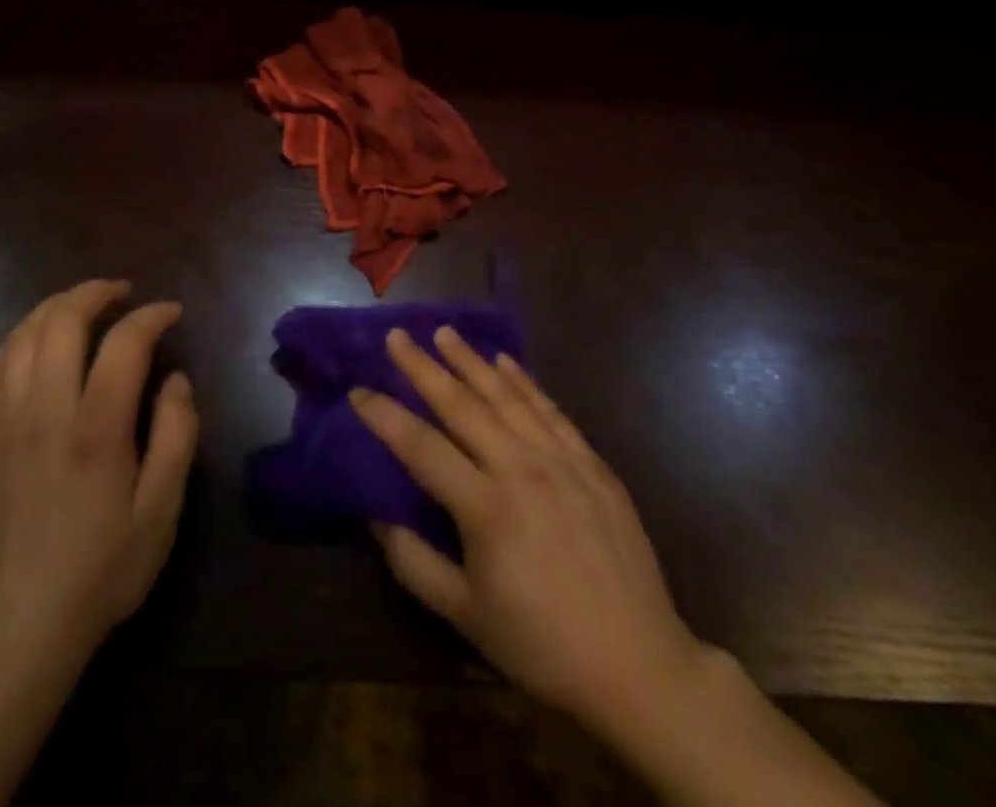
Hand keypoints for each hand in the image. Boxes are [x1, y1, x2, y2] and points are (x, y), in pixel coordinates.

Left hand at [0, 279, 197, 672]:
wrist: (25, 626)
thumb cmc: (104, 569)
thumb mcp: (162, 511)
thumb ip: (176, 436)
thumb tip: (176, 380)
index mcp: (96, 431)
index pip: (123, 344)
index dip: (151, 316)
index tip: (171, 313)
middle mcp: (47, 414)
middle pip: (62, 323)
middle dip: (95, 293)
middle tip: (123, 292)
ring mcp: (8, 425)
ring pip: (22, 338)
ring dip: (54, 308)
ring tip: (82, 304)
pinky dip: (14, 341)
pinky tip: (32, 341)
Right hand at [349, 328, 707, 733]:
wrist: (638, 664)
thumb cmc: (542, 644)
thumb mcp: (465, 616)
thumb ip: (414, 563)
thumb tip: (376, 516)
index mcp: (486, 508)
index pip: (421, 447)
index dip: (384, 417)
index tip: (357, 390)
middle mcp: (521, 470)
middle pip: (461, 405)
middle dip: (423, 367)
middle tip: (397, 336)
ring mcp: (561, 461)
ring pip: (506, 396)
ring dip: (471, 361)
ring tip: (444, 332)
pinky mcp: (592, 464)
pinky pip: (551, 410)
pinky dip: (525, 382)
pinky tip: (506, 361)